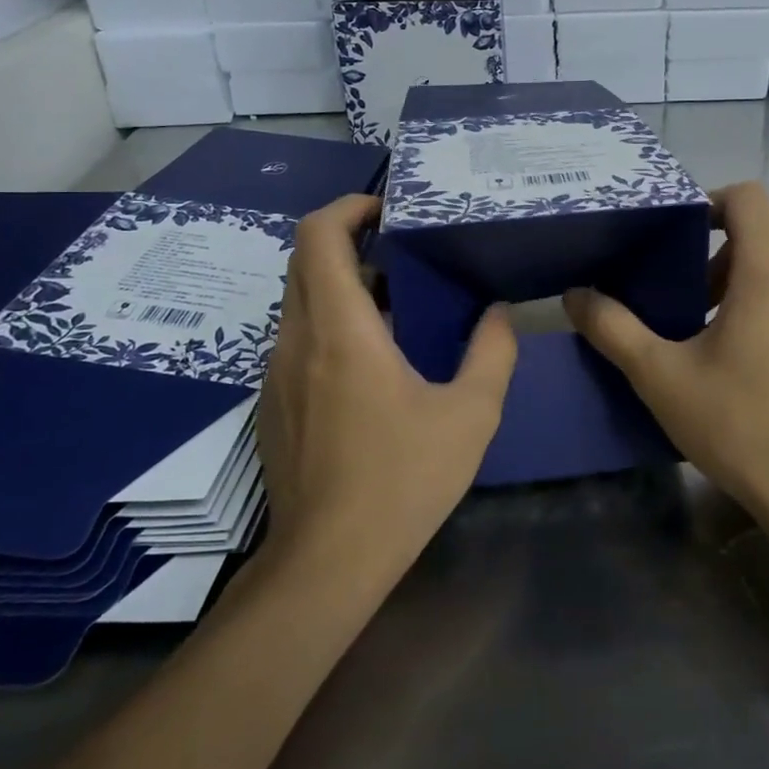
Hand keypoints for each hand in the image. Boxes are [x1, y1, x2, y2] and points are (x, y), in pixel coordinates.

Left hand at [258, 194, 516, 574]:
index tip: (388, 209)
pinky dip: (332, 322)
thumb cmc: (402, 480)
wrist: (328, 561)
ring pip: (300, 301)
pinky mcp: (273, 403)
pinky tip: (375, 360)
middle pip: (305, 261)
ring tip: (400, 302)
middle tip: (404, 250)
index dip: (348, 207)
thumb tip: (495, 313)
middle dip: (350, 241)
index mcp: (341, 331)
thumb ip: (492, 353)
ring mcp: (276, 373)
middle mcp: (296, 340)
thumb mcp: (471, 415)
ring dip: (343, 284)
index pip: (319, 237)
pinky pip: (298, 338)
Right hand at [563, 182, 768, 527]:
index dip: (706, 202)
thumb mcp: (661, 376)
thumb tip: (575, 296)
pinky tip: (734, 364)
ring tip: (696, 334)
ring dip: (732, 287)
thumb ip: (613, 328)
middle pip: (757, 237)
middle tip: (671, 298)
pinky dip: (759, 310)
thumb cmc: (740, 424)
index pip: (747, 198)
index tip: (670, 236)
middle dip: (709, 257)